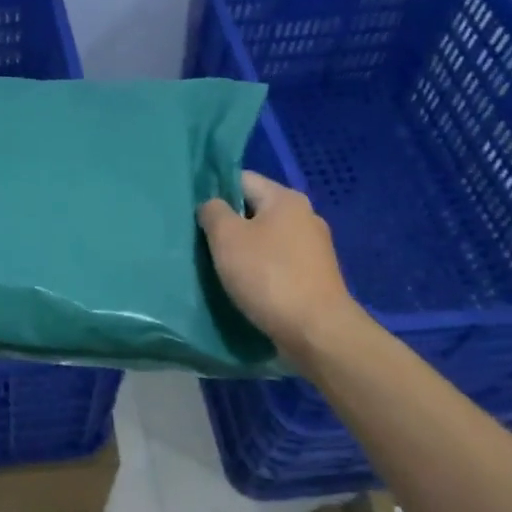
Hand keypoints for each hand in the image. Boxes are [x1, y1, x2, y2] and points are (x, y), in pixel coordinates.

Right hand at [198, 171, 362, 353]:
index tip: (194, 213)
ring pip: (266, 238)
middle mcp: (305, 216)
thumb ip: (213, 212)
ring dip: (244, 249)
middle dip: (229, 224)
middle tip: (202, 242)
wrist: (317, 332)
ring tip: (220, 266)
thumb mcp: (226, 237)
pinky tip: (246, 285)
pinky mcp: (315, 276)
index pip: (241, 179)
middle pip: (255, 210)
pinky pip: (278, 262)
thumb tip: (212, 206)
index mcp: (285, 199)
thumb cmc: (268, 276)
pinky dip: (261, 269)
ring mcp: (314, 248)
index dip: (214, 192)